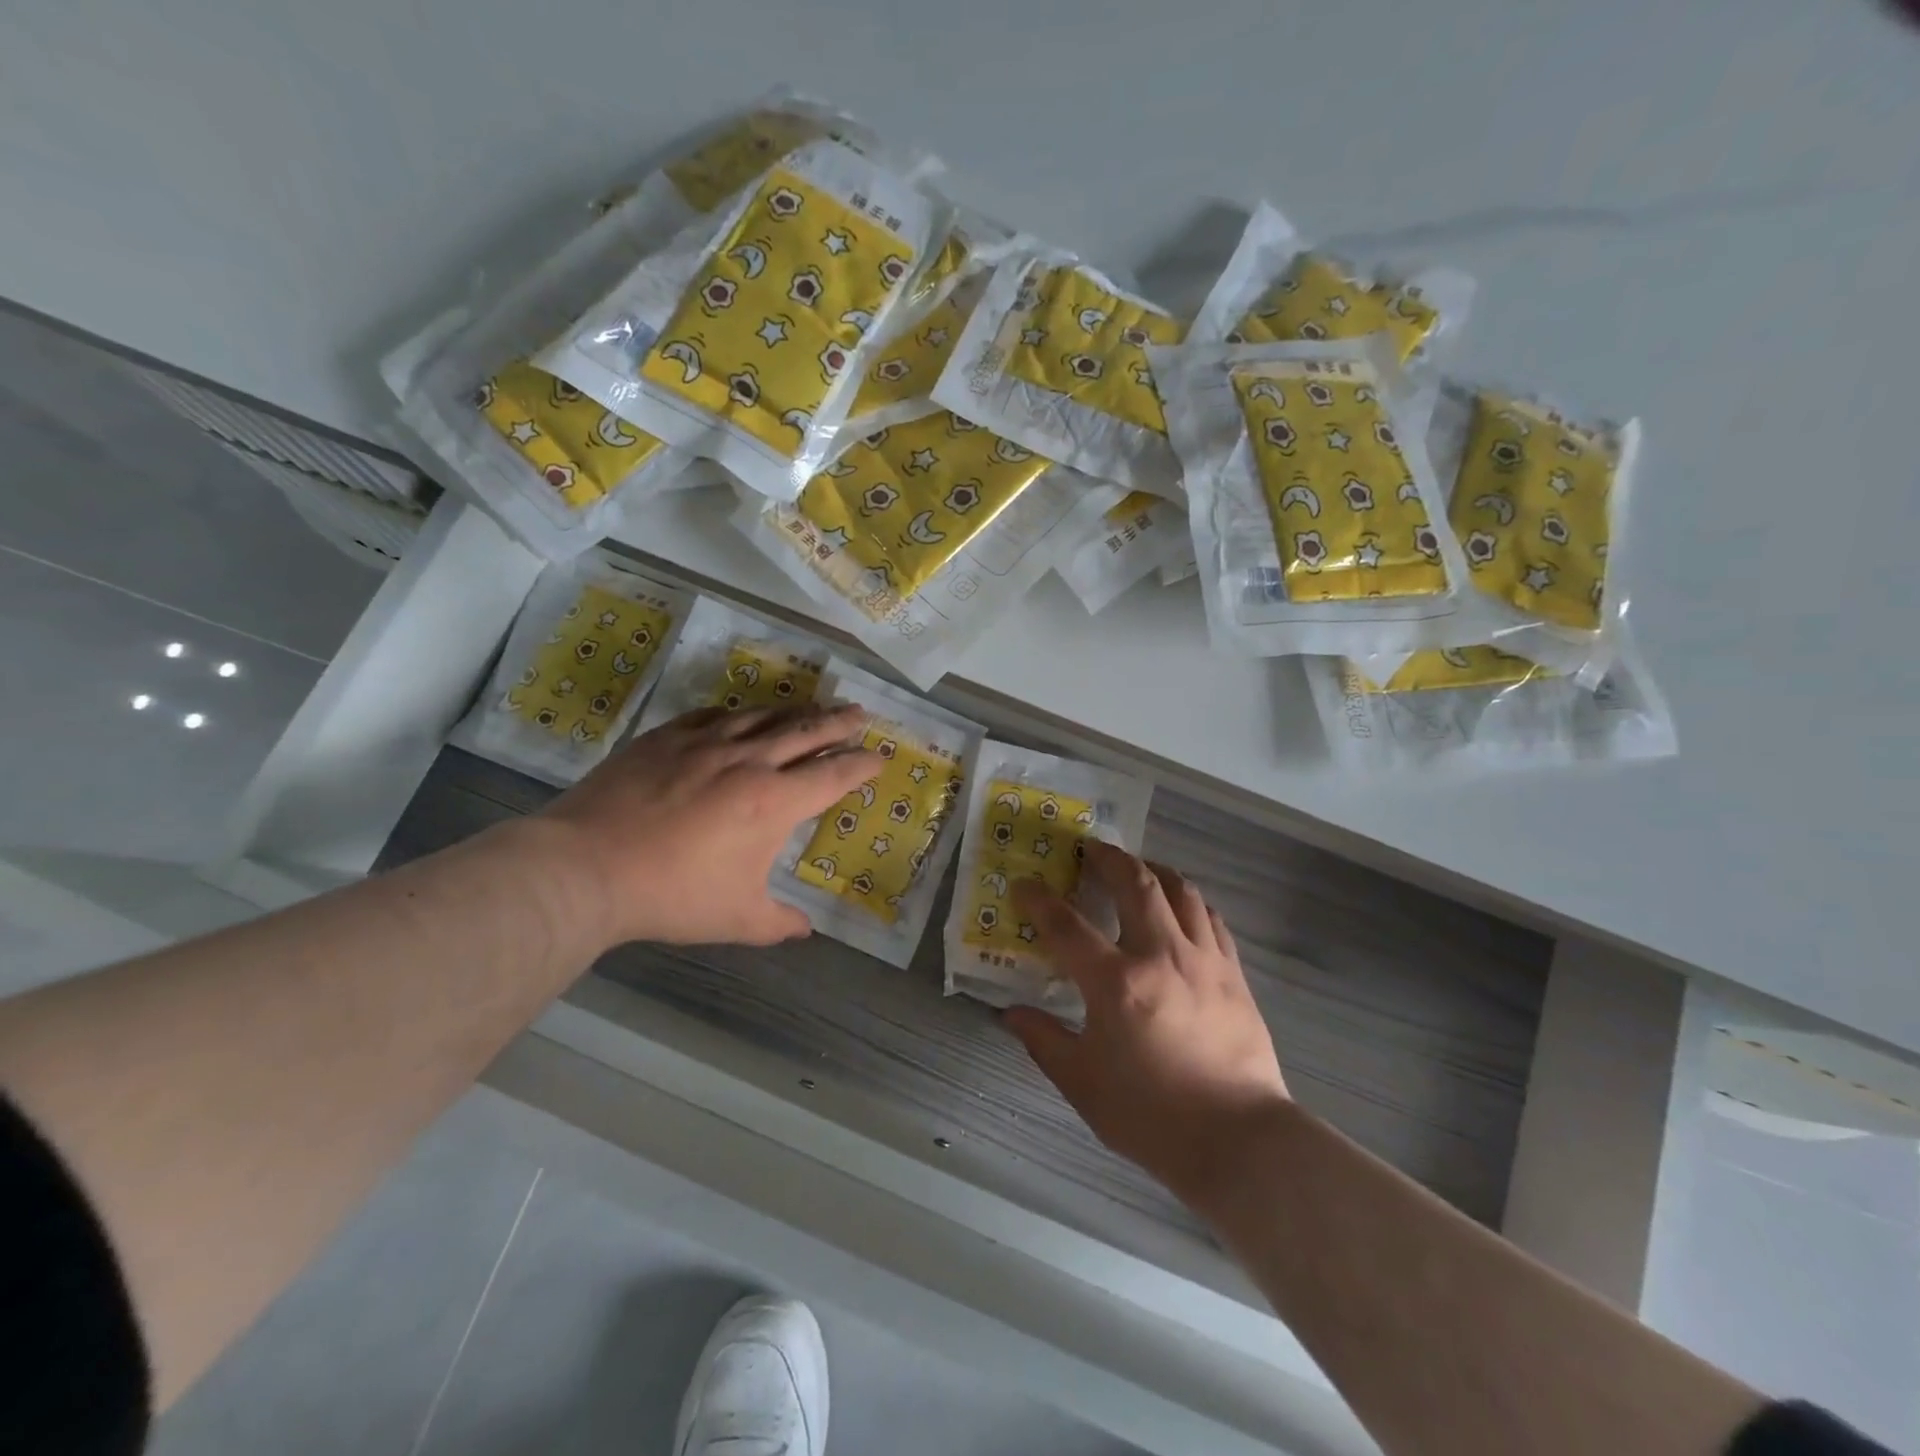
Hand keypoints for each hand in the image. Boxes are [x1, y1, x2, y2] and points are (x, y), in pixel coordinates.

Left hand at [538, 704, 879, 948]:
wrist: (587, 867)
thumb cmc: (673, 895)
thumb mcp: (737, 920)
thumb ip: (779, 923)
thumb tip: (806, 931)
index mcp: (775, 802)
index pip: (833, 775)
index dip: (861, 764)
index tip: (878, 756)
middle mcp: (749, 761)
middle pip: (807, 732)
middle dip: (840, 722)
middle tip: (860, 712)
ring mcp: (706, 743)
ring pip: (763, 716)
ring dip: (795, 711)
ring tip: (813, 707)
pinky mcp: (667, 737)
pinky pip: (713, 715)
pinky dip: (738, 713)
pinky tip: (741, 714)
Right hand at [1005, 840, 1291, 1212]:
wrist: (1239, 1141)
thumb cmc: (1151, 1116)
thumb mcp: (1083, 1084)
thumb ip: (1044, 1041)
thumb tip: (1010, 1015)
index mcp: (1116, 983)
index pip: (1067, 926)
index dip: (1039, 900)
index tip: (1024, 885)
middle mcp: (1161, 955)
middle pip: (1135, 884)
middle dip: (1108, 858)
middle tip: (1090, 848)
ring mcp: (1204, 960)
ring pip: (1180, 891)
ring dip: (1153, 869)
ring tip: (1137, 866)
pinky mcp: (1234, 973)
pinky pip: (1211, 918)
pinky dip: (1190, 900)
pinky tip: (1181, 905)